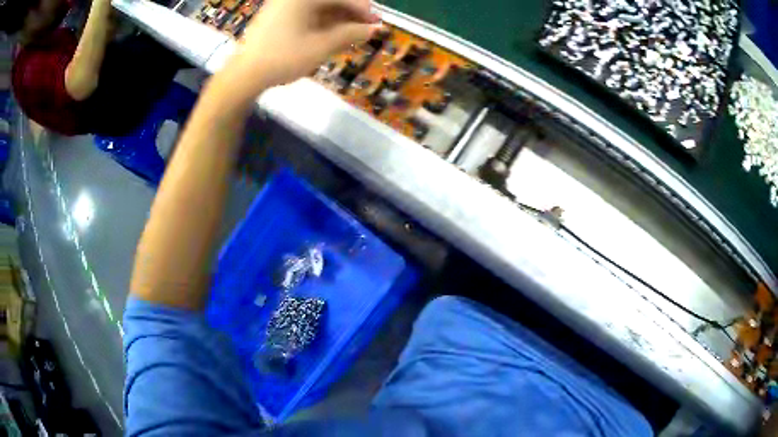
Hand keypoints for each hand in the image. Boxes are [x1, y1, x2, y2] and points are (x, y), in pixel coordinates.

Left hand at [222, 0, 380, 98]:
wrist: (244, 75)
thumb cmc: (283, 58)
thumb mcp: (321, 47)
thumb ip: (350, 34)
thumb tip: (374, 29)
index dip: (362, 9)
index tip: (376, 23)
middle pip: (330, 0)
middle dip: (350, 13)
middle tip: (365, 29)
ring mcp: (283, 4)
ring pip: (319, 6)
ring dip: (337, 18)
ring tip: (350, 34)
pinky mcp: (276, 15)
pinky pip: (306, 12)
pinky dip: (321, 21)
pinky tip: (330, 33)